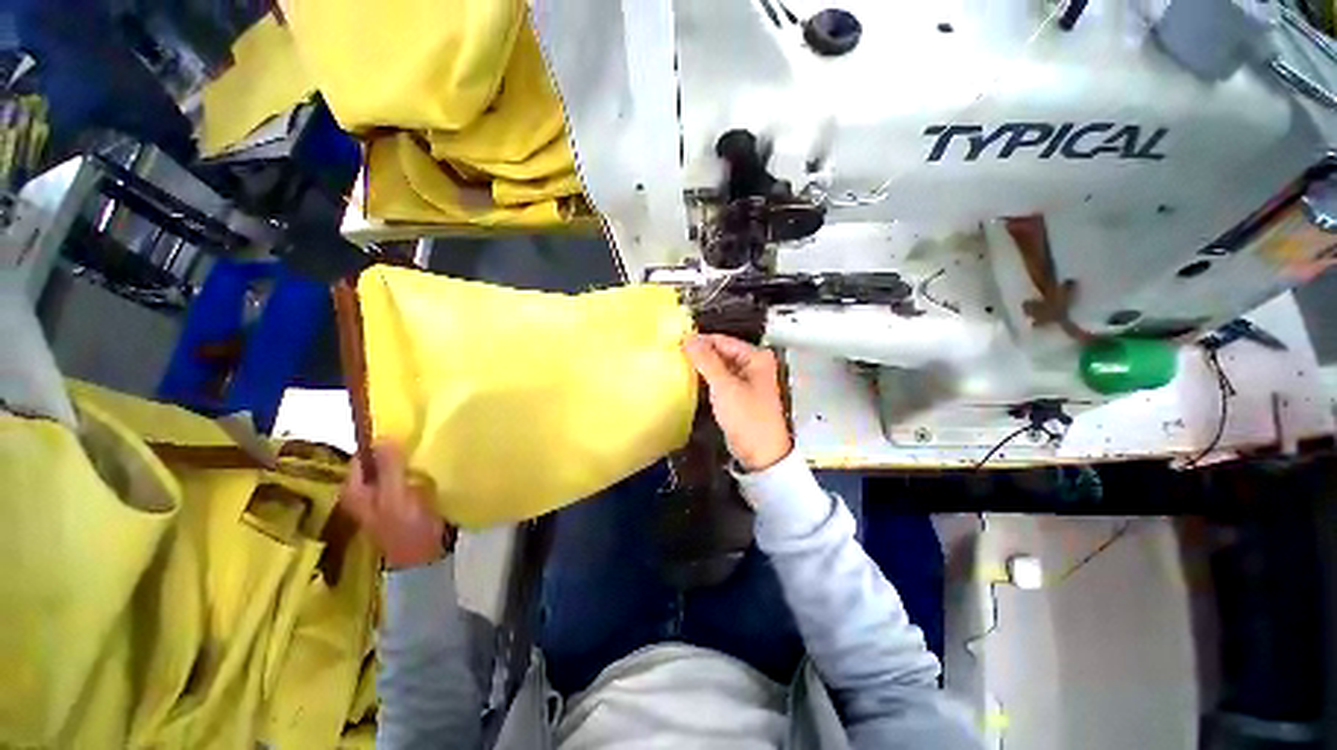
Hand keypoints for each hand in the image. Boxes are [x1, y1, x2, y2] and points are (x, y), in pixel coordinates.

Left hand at [340, 442, 450, 569]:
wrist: (427, 556)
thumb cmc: (406, 527)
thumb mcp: (396, 496)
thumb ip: (388, 467)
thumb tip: (382, 435)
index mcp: (355, 491)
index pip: (363, 456)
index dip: (379, 443)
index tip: (403, 431)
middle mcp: (366, 492)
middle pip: (379, 462)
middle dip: (397, 450)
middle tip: (419, 439)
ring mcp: (386, 497)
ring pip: (395, 469)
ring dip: (408, 460)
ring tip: (428, 449)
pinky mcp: (405, 500)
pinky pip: (409, 477)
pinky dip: (417, 470)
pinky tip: (432, 465)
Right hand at [683, 334, 792, 471]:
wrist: (761, 453)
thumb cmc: (748, 418)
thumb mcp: (724, 386)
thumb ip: (706, 361)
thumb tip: (689, 339)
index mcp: (756, 357)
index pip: (722, 340)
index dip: (700, 342)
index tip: (676, 344)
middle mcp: (754, 365)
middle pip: (721, 352)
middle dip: (700, 355)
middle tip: (675, 356)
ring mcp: (748, 380)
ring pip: (719, 367)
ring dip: (702, 368)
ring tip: (679, 367)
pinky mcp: (740, 395)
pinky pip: (721, 380)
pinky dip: (708, 380)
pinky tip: (692, 381)